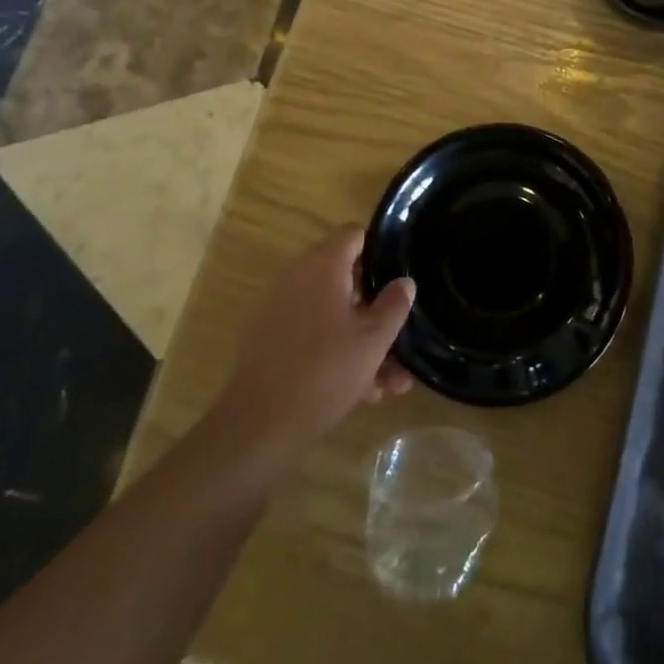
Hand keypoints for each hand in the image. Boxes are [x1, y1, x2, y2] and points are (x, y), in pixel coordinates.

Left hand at [211, 229, 414, 470]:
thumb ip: (394, 304)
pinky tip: (365, 392)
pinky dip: (339, 354)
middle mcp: (299, 278)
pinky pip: (316, 336)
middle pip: (347, 279)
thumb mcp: (373, 339)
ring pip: (335, 315)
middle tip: (403, 336)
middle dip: (377, 309)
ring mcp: (282, 311)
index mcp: (323, 265)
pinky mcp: (273, 343)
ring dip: (364, 340)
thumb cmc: (325, 371)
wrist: (258, 428)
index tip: (401, 277)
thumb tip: (404, 281)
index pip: (355, 235)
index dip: (381, 251)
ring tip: (393, 382)